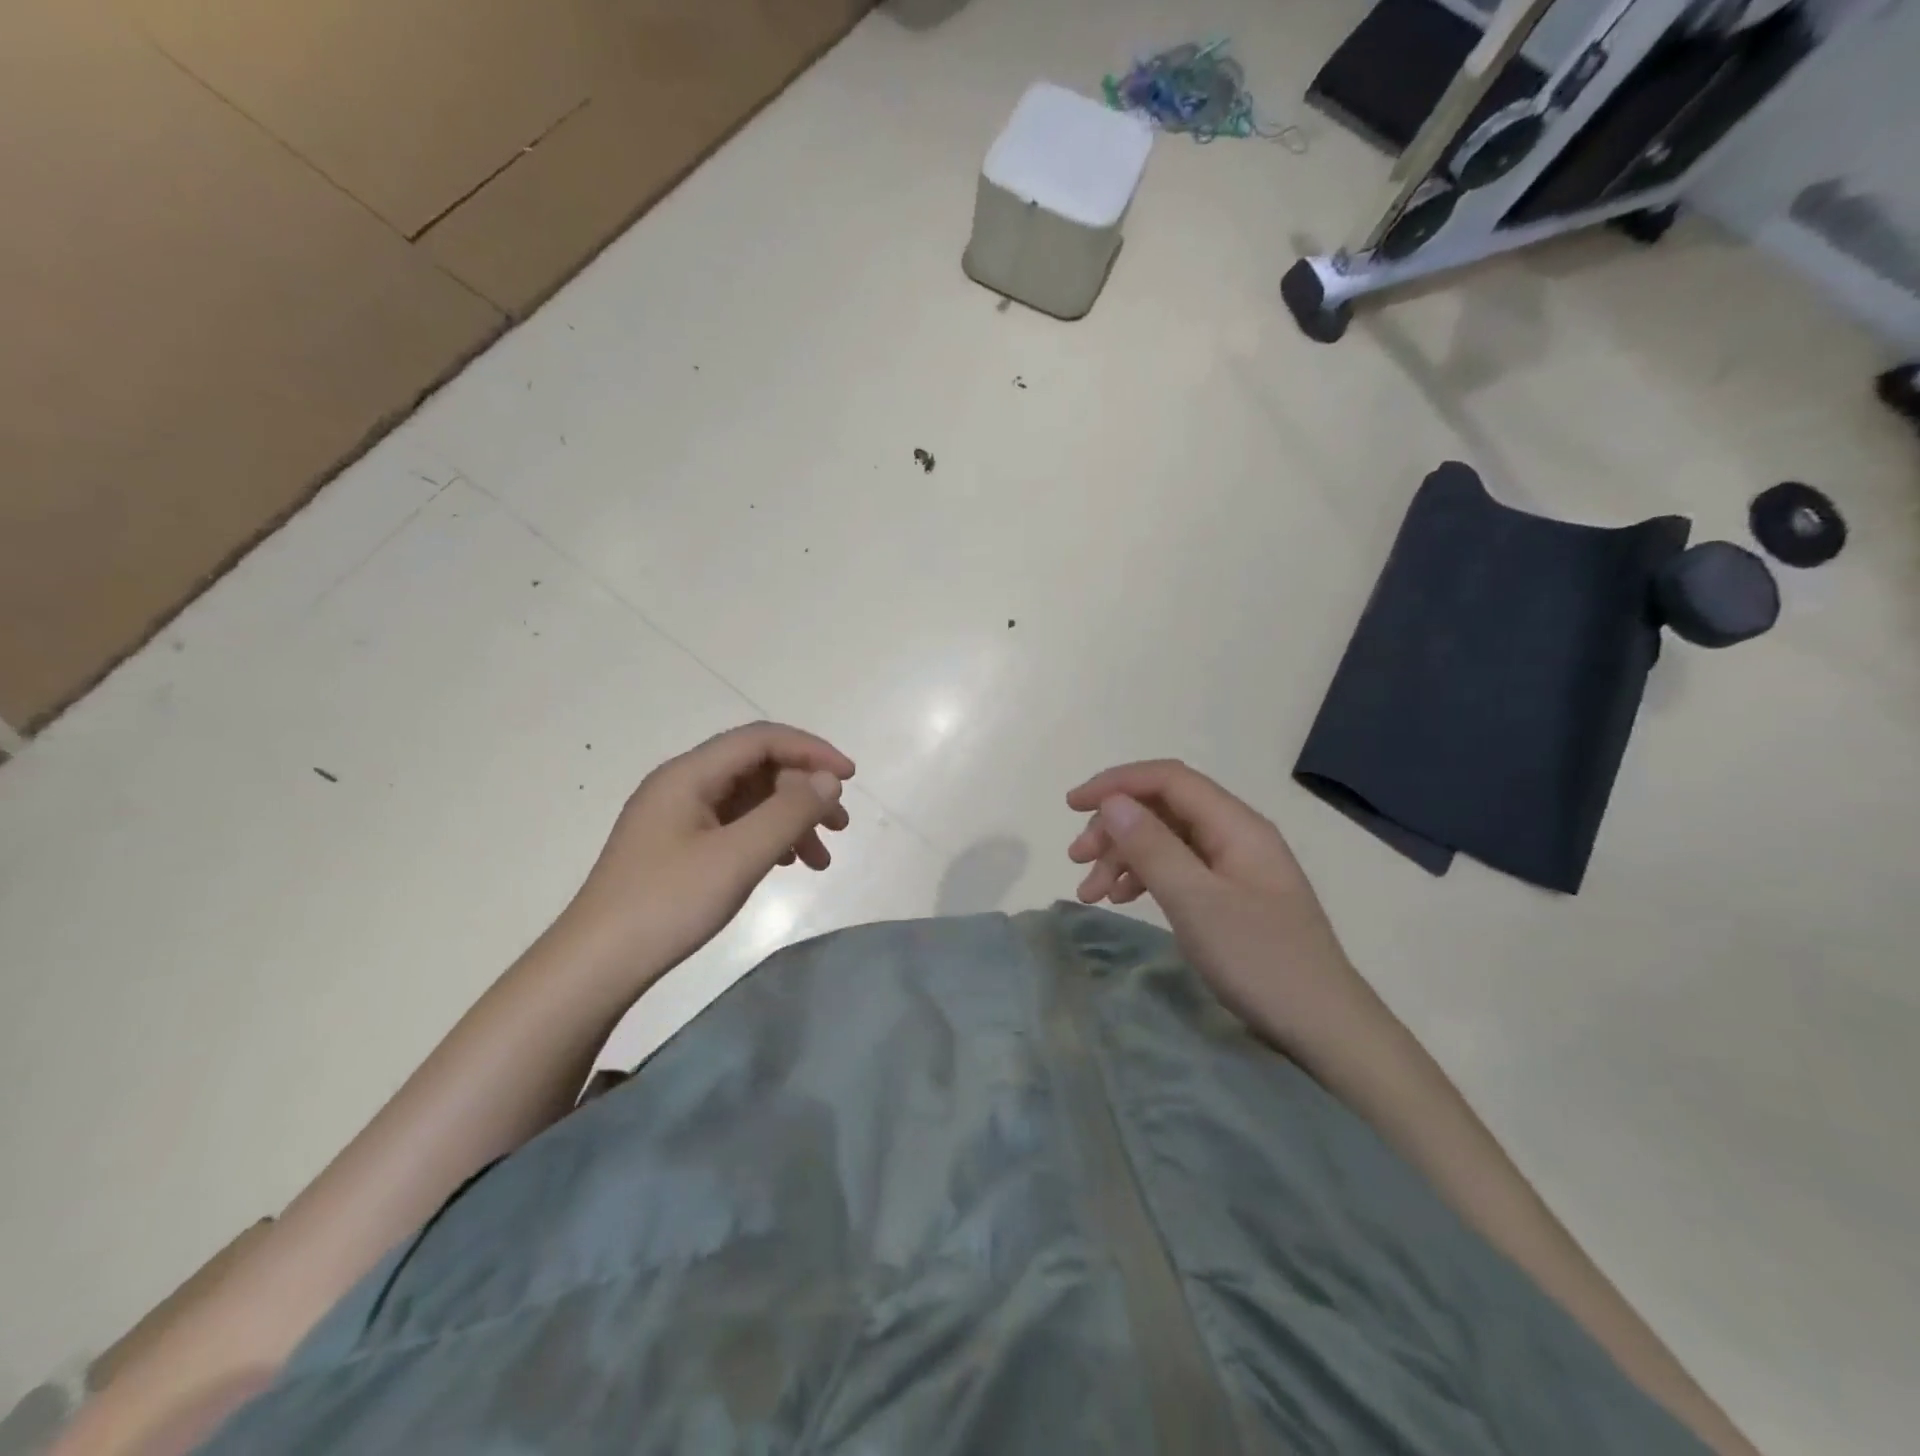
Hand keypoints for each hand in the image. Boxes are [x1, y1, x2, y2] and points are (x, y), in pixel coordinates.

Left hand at [563, 722, 854, 984]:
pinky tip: (786, 864)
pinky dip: (768, 837)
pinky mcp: (677, 846)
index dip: (811, 751)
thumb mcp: (738, 857)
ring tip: (821, 858)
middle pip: (757, 768)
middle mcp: (682, 785)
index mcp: (689, 774)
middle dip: (805, 791)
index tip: (850, 778)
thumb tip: (829, 780)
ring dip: (790, 818)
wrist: (596, 966)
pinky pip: (735, 825)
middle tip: (840, 826)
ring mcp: (677, 817)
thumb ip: (789, 813)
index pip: (761, 739)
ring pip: (749, 800)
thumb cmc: (667, 904)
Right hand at [1066, 761, 1364, 1054]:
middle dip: (1114, 827)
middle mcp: (1236, 836)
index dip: (1116, 783)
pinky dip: (1144, 878)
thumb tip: (1112, 802)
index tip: (1072, 806)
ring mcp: (1235, 867)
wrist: (1326, 1030)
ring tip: (1090, 892)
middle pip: (1163, 809)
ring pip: (1166, 841)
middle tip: (1076, 860)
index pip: (1168, 779)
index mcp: (1236, 825)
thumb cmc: (1261, 961)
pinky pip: (1178, 869)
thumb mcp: (1196, 902)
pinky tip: (1122, 898)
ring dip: (1123, 857)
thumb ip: (1152, 848)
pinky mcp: (1231, 897)